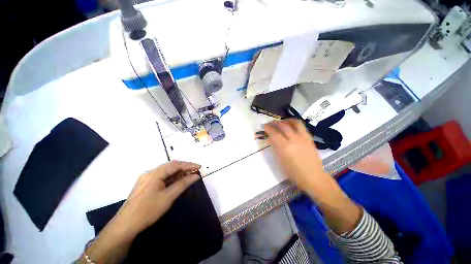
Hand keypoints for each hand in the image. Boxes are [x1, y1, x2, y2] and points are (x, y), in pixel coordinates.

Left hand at [113, 160, 200, 235]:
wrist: (125, 226)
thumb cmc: (148, 210)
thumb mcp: (168, 197)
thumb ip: (183, 184)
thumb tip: (196, 176)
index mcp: (155, 173)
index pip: (176, 164)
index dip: (189, 165)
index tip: (199, 167)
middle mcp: (150, 172)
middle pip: (171, 166)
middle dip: (184, 167)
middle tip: (195, 171)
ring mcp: (146, 178)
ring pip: (166, 171)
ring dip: (178, 172)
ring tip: (188, 176)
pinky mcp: (145, 184)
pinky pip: (162, 177)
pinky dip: (171, 177)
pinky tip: (177, 181)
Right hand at [264, 119, 328, 190]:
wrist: (313, 176)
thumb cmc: (294, 172)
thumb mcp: (281, 160)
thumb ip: (275, 147)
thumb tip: (270, 138)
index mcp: (285, 147)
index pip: (274, 133)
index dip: (268, 128)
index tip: (264, 126)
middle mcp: (294, 139)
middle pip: (283, 125)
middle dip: (275, 122)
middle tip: (270, 123)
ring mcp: (303, 137)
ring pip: (294, 122)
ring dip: (285, 120)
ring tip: (281, 122)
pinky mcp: (309, 137)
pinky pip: (301, 126)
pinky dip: (294, 123)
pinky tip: (291, 126)